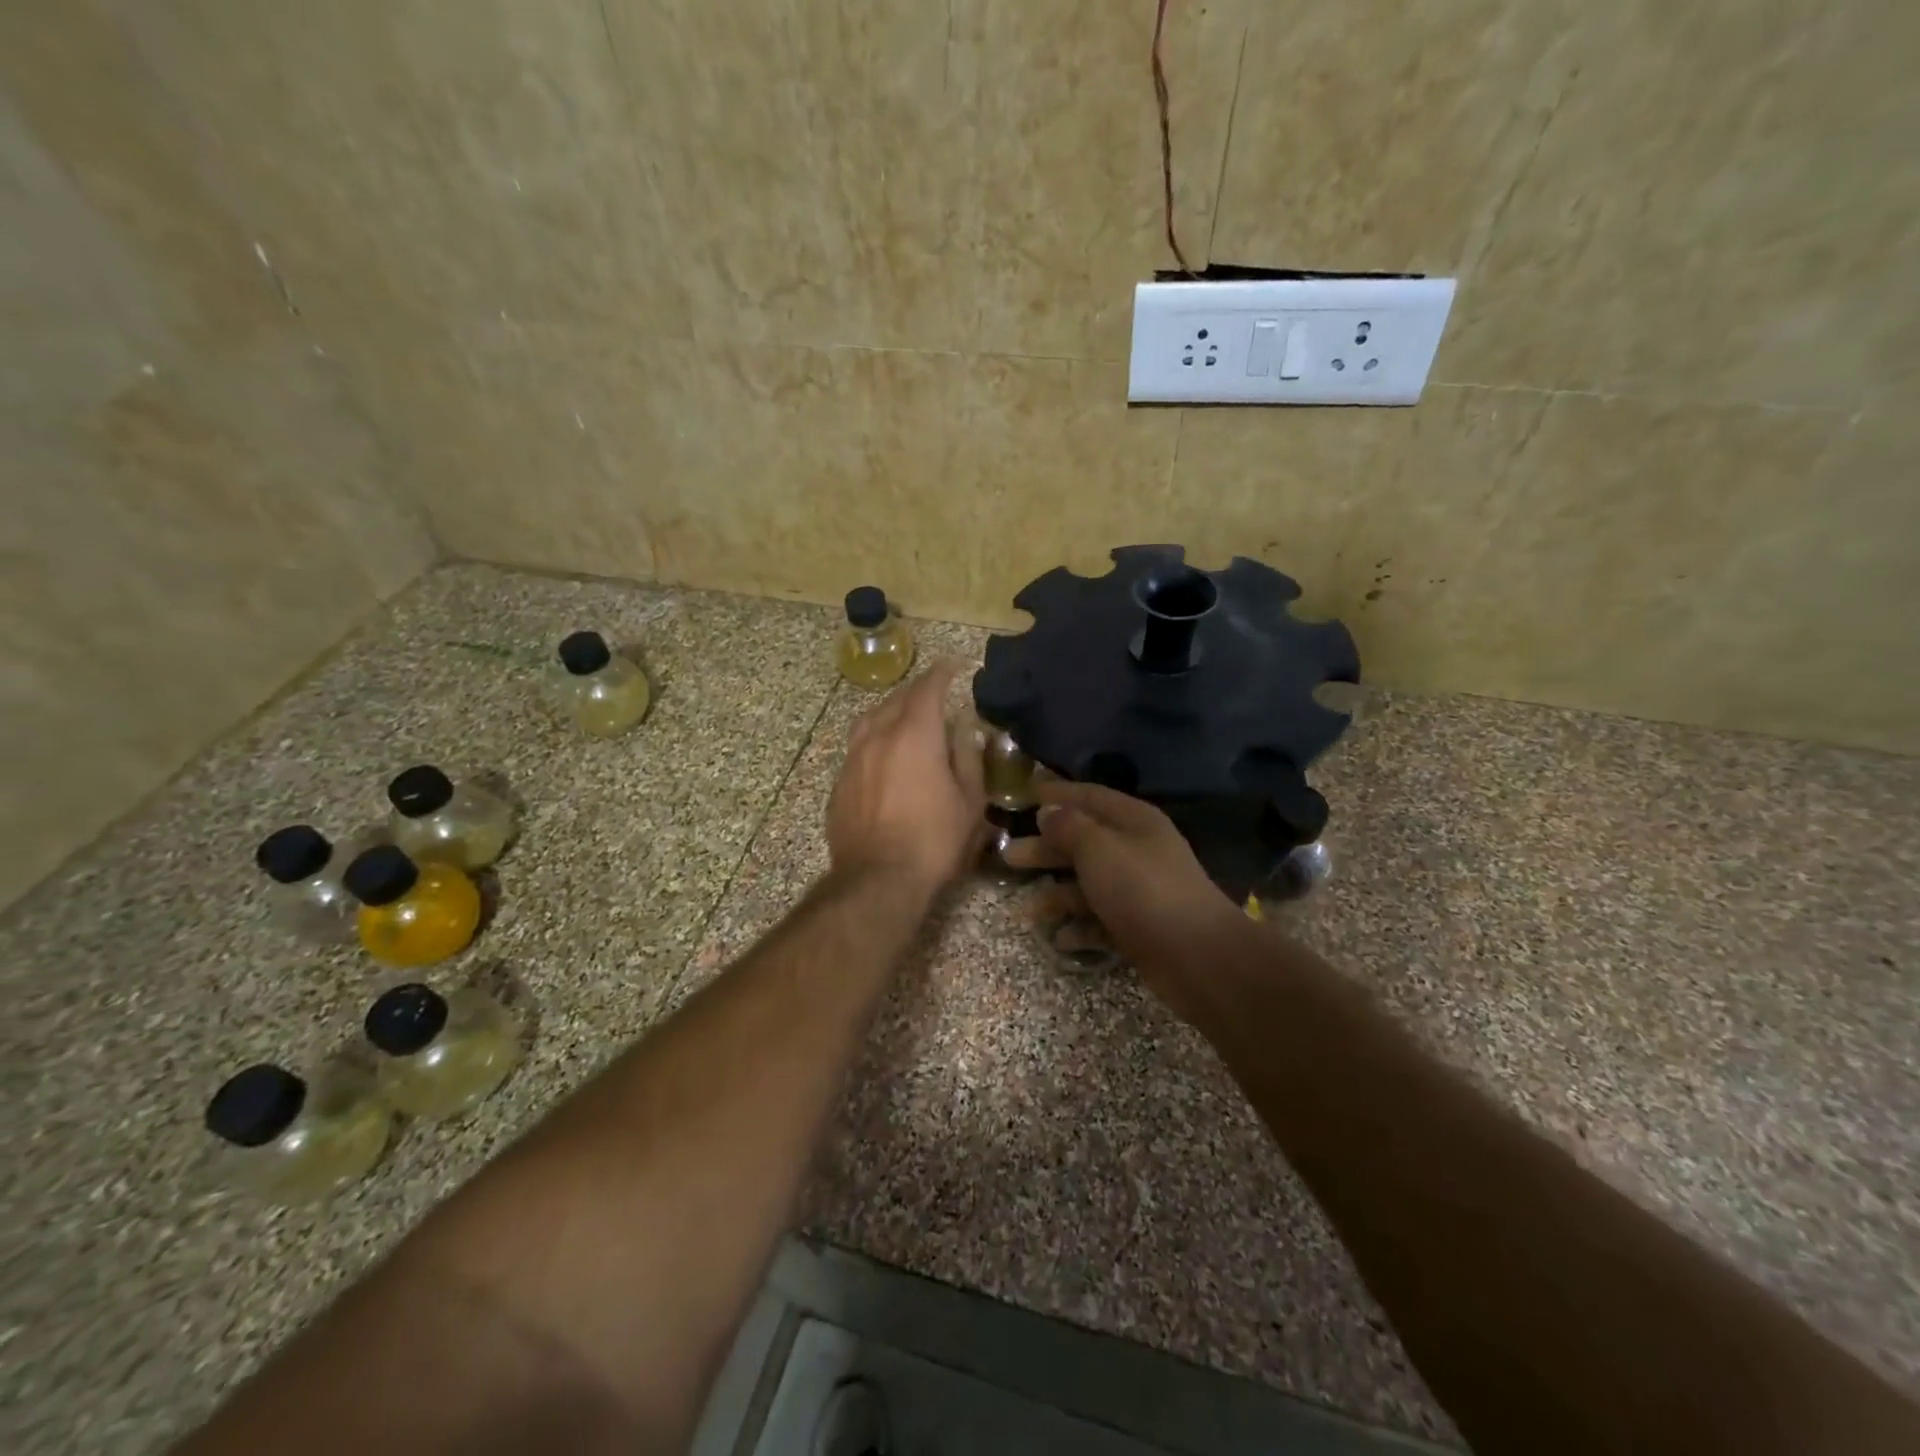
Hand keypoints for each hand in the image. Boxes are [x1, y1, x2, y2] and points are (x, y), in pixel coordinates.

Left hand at [827, 662, 985, 896]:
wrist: (877, 880)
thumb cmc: (934, 841)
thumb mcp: (969, 801)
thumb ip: (968, 757)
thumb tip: (965, 729)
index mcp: (914, 735)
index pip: (927, 689)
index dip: (941, 674)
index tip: (952, 666)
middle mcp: (878, 737)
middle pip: (896, 700)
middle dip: (916, 692)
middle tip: (933, 694)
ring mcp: (852, 760)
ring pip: (869, 721)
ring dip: (889, 713)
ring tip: (903, 720)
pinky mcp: (839, 785)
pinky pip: (857, 749)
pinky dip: (873, 742)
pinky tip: (883, 759)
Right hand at [1003, 780, 1242, 1016]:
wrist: (1198, 956)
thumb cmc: (1143, 890)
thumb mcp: (1099, 849)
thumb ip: (1069, 828)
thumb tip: (1048, 811)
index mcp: (1133, 821)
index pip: (1088, 796)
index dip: (1056, 794)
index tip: (1023, 795)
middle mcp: (1137, 850)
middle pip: (1083, 841)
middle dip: (1046, 849)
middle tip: (1009, 857)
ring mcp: (1139, 890)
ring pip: (1089, 884)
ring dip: (1058, 895)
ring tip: (1029, 910)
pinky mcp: (1139, 926)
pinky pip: (1101, 921)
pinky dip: (1080, 928)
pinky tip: (1060, 938)